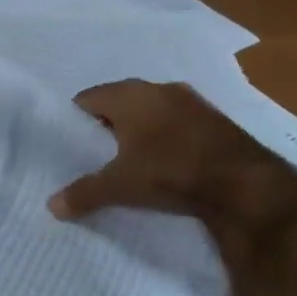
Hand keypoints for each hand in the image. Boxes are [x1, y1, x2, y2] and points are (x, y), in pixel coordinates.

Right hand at [47, 79, 296, 227]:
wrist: (245, 183)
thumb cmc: (171, 171)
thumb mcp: (121, 186)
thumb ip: (84, 193)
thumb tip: (51, 207)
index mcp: (129, 95)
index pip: (88, 98)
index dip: (75, 119)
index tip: (70, 142)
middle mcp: (158, 88)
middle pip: (119, 101)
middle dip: (106, 124)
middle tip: (95, 153)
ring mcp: (191, 101)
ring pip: (150, 110)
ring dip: (138, 129)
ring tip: (128, 158)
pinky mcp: (214, 118)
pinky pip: (175, 121)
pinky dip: (164, 136)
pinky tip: (164, 161)